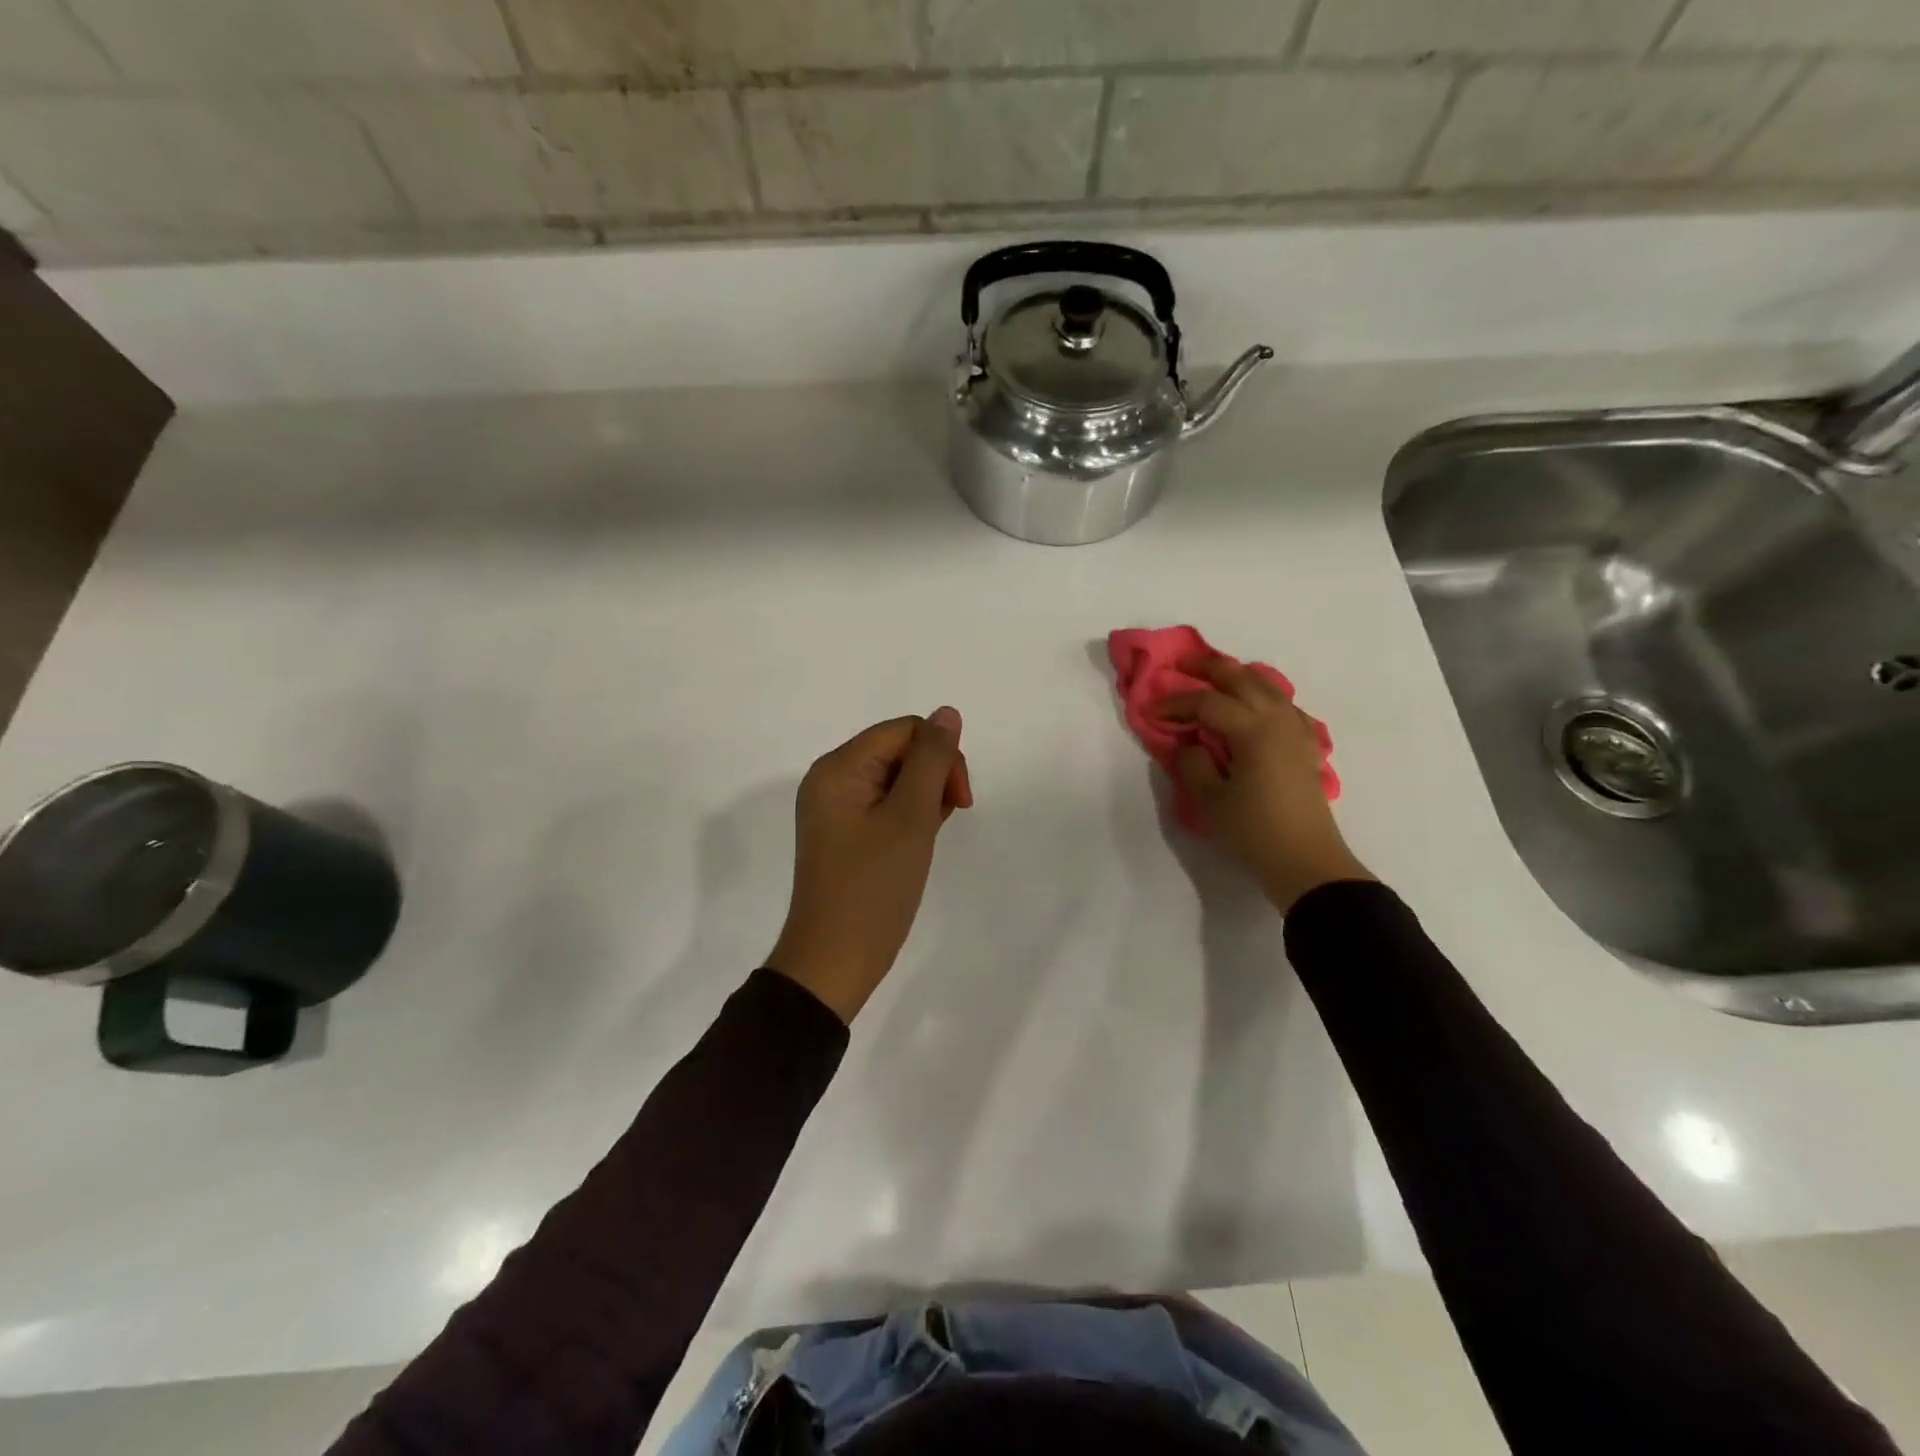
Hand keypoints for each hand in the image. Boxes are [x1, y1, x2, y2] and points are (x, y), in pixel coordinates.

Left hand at [768, 708, 972, 1021]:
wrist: (834, 961)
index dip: (940, 755)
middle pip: (899, 750)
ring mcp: (835, 809)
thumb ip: (932, 760)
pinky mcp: (844, 834)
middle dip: (932, 777)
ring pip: (896, 779)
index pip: (904, 730)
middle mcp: (831, 779)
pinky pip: (884, 806)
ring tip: (927, 838)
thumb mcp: (910, 818)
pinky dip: (908, 817)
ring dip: (923, 800)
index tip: (958, 800)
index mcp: (838, 768)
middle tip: (943, 822)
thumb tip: (948, 713)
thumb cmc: (874, 888)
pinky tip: (917, 844)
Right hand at [1160, 660, 1371, 912]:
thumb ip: (1193, 764)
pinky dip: (1262, 696)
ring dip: (1237, 677)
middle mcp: (1278, 720)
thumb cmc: (1254, 832)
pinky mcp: (1305, 746)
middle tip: (1181, 667)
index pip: (1207, 702)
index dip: (1176, 703)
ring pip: (1267, 686)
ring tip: (1214, 680)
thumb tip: (1190, 743)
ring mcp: (1296, 730)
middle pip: (1242, 678)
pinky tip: (1252, 708)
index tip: (1150, 711)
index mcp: (1253, 730)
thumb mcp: (1210, 801)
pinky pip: (1283, 705)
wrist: (1306, 862)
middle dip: (1209, 669)